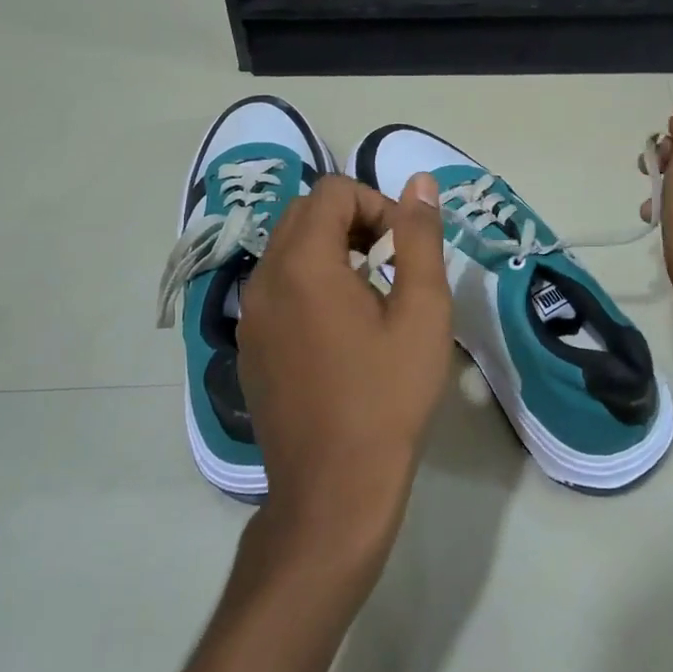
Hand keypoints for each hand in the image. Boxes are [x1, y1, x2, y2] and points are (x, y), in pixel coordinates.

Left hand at [236, 172, 452, 567]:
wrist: (334, 488)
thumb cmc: (387, 396)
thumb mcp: (422, 311)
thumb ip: (419, 237)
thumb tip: (420, 183)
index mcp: (302, 263)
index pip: (333, 192)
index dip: (377, 206)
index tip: (404, 250)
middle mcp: (264, 278)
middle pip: (305, 214)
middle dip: (353, 223)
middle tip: (392, 266)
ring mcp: (250, 315)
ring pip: (287, 250)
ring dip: (331, 252)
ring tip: (372, 296)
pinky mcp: (250, 346)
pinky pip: (277, 288)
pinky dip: (310, 284)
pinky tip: (342, 331)